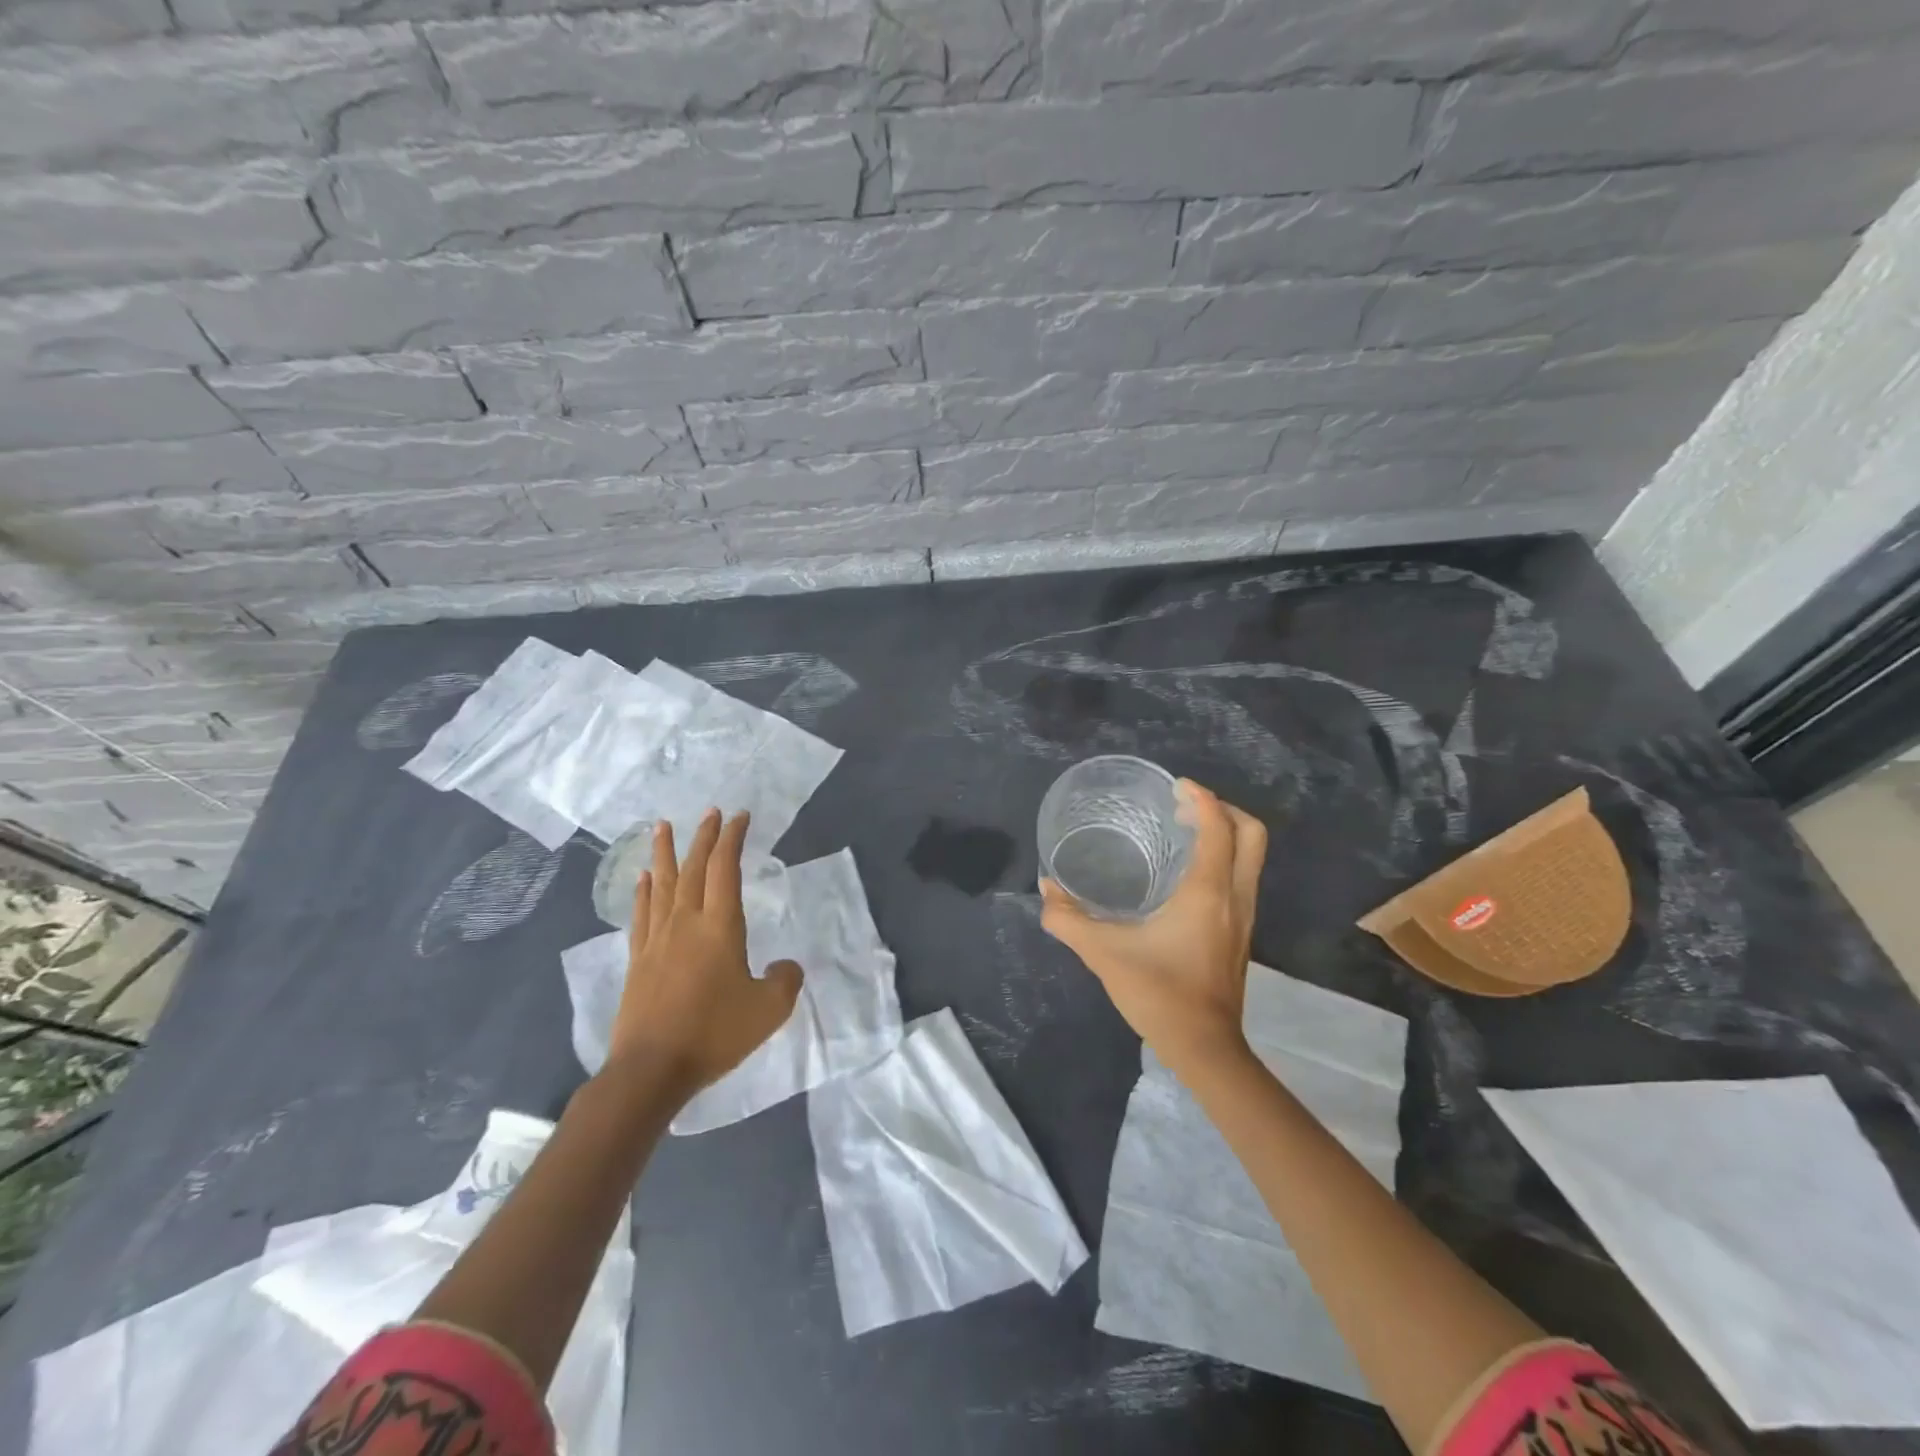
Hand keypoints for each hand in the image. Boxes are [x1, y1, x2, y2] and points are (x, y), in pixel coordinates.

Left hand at [605, 809, 803, 1103]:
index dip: (733, 838)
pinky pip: (642, 914)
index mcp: (720, 926)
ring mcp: (657, 940)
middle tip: (712, 812)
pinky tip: (643, 879)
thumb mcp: (769, 1010)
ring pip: (663, 884)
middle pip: (694, 868)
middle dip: (704, 837)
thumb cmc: (714, 1034)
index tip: (740, 817)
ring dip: (666, 852)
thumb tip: (786, 966)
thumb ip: (785, 980)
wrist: (651, 1069)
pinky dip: (644, 891)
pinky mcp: (638, 960)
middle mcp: (686, 922)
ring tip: (662, 826)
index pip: (726, 868)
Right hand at [1040, 780, 1266, 1084]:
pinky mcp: (1240, 934)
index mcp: (1207, 892)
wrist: (1204, 1048)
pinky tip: (1186, 874)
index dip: (1201, 798)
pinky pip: (1241, 878)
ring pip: (1251, 858)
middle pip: (1252, 834)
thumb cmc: (1158, 993)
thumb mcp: (1104, 953)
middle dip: (1223, 810)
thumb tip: (1046, 889)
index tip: (1176, 786)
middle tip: (1184, 807)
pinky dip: (1223, 859)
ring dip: (1225, 834)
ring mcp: (1244, 917)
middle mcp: (1234, 897)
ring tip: (1183, 832)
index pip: (1219, 827)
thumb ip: (1068, 919)